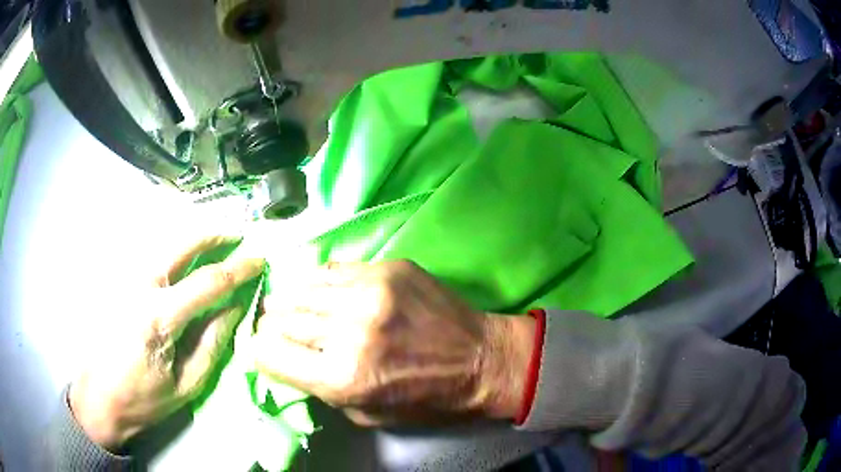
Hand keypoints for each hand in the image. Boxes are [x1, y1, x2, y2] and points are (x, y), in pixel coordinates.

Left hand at [69, 236, 264, 450]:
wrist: (99, 398)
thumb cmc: (144, 399)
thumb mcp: (187, 383)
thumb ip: (213, 343)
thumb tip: (236, 308)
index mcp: (159, 317)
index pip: (207, 281)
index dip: (237, 269)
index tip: (259, 259)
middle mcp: (140, 287)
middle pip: (180, 245)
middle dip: (212, 234)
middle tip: (236, 234)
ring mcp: (125, 281)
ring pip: (163, 244)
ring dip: (192, 239)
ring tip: (215, 240)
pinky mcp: (117, 284)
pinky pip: (150, 257)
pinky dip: (172, 250)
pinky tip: (184, 257)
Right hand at [253, 260, 535, 426]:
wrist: (481, 360)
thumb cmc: (426, 399)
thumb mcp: (364, 414)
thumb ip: (319, 388)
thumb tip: (285, 359)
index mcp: (342, 377)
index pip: (269, 354)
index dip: (259, 353)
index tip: (263, 351)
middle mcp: (349, 331)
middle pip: (280, 318)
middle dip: (271, 327)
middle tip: (275, 330)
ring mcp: (369, 292)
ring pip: (300, 288)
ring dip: (289, 301)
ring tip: (289, 307)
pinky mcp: (387, 268)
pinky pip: (332, 269)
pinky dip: (317, 282)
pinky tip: (318, 291)